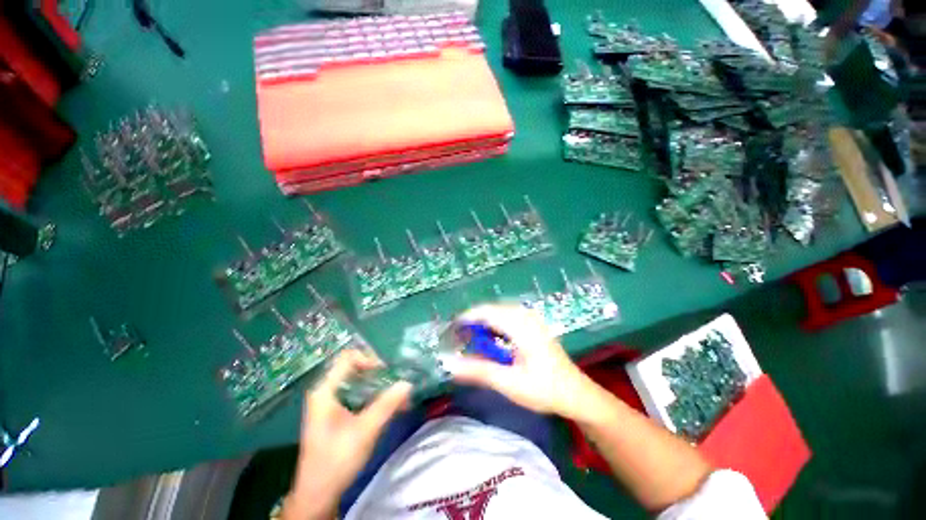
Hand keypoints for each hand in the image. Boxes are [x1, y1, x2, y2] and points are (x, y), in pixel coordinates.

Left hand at [283, 349, 411, 519]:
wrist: (317, 496)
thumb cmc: (336, 460)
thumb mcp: (365, 431)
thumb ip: (387, 405)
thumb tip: (408, 383)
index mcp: (325, 390)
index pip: (348, 358)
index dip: (369, 359)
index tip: (386, 372)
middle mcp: (326, 392)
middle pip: (354, 369)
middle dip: (378, 374)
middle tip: (395, 383)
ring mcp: (330, 404)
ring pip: (358, 383)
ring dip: (379, 387)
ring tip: (398, 397)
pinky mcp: (336, 415)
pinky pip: (357, 396)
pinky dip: (373, 397)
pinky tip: (389, 408)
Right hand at [445, 304, 594, 419]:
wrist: (577, 394)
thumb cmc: (545, 389)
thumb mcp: (509, 383)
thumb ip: (478, 371)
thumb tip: (450, 364)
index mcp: (520, 325)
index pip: (486, 312)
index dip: (466, 318)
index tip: (450, 331)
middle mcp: (525, 316)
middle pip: (491, 310)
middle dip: (473, 322)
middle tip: (458, 339)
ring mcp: (531, 319)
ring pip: (499, 312)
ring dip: (483, 323)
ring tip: (471, 339)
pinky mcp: (533, 324)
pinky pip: (507, 317)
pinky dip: (494, 325)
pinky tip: (491, 339)